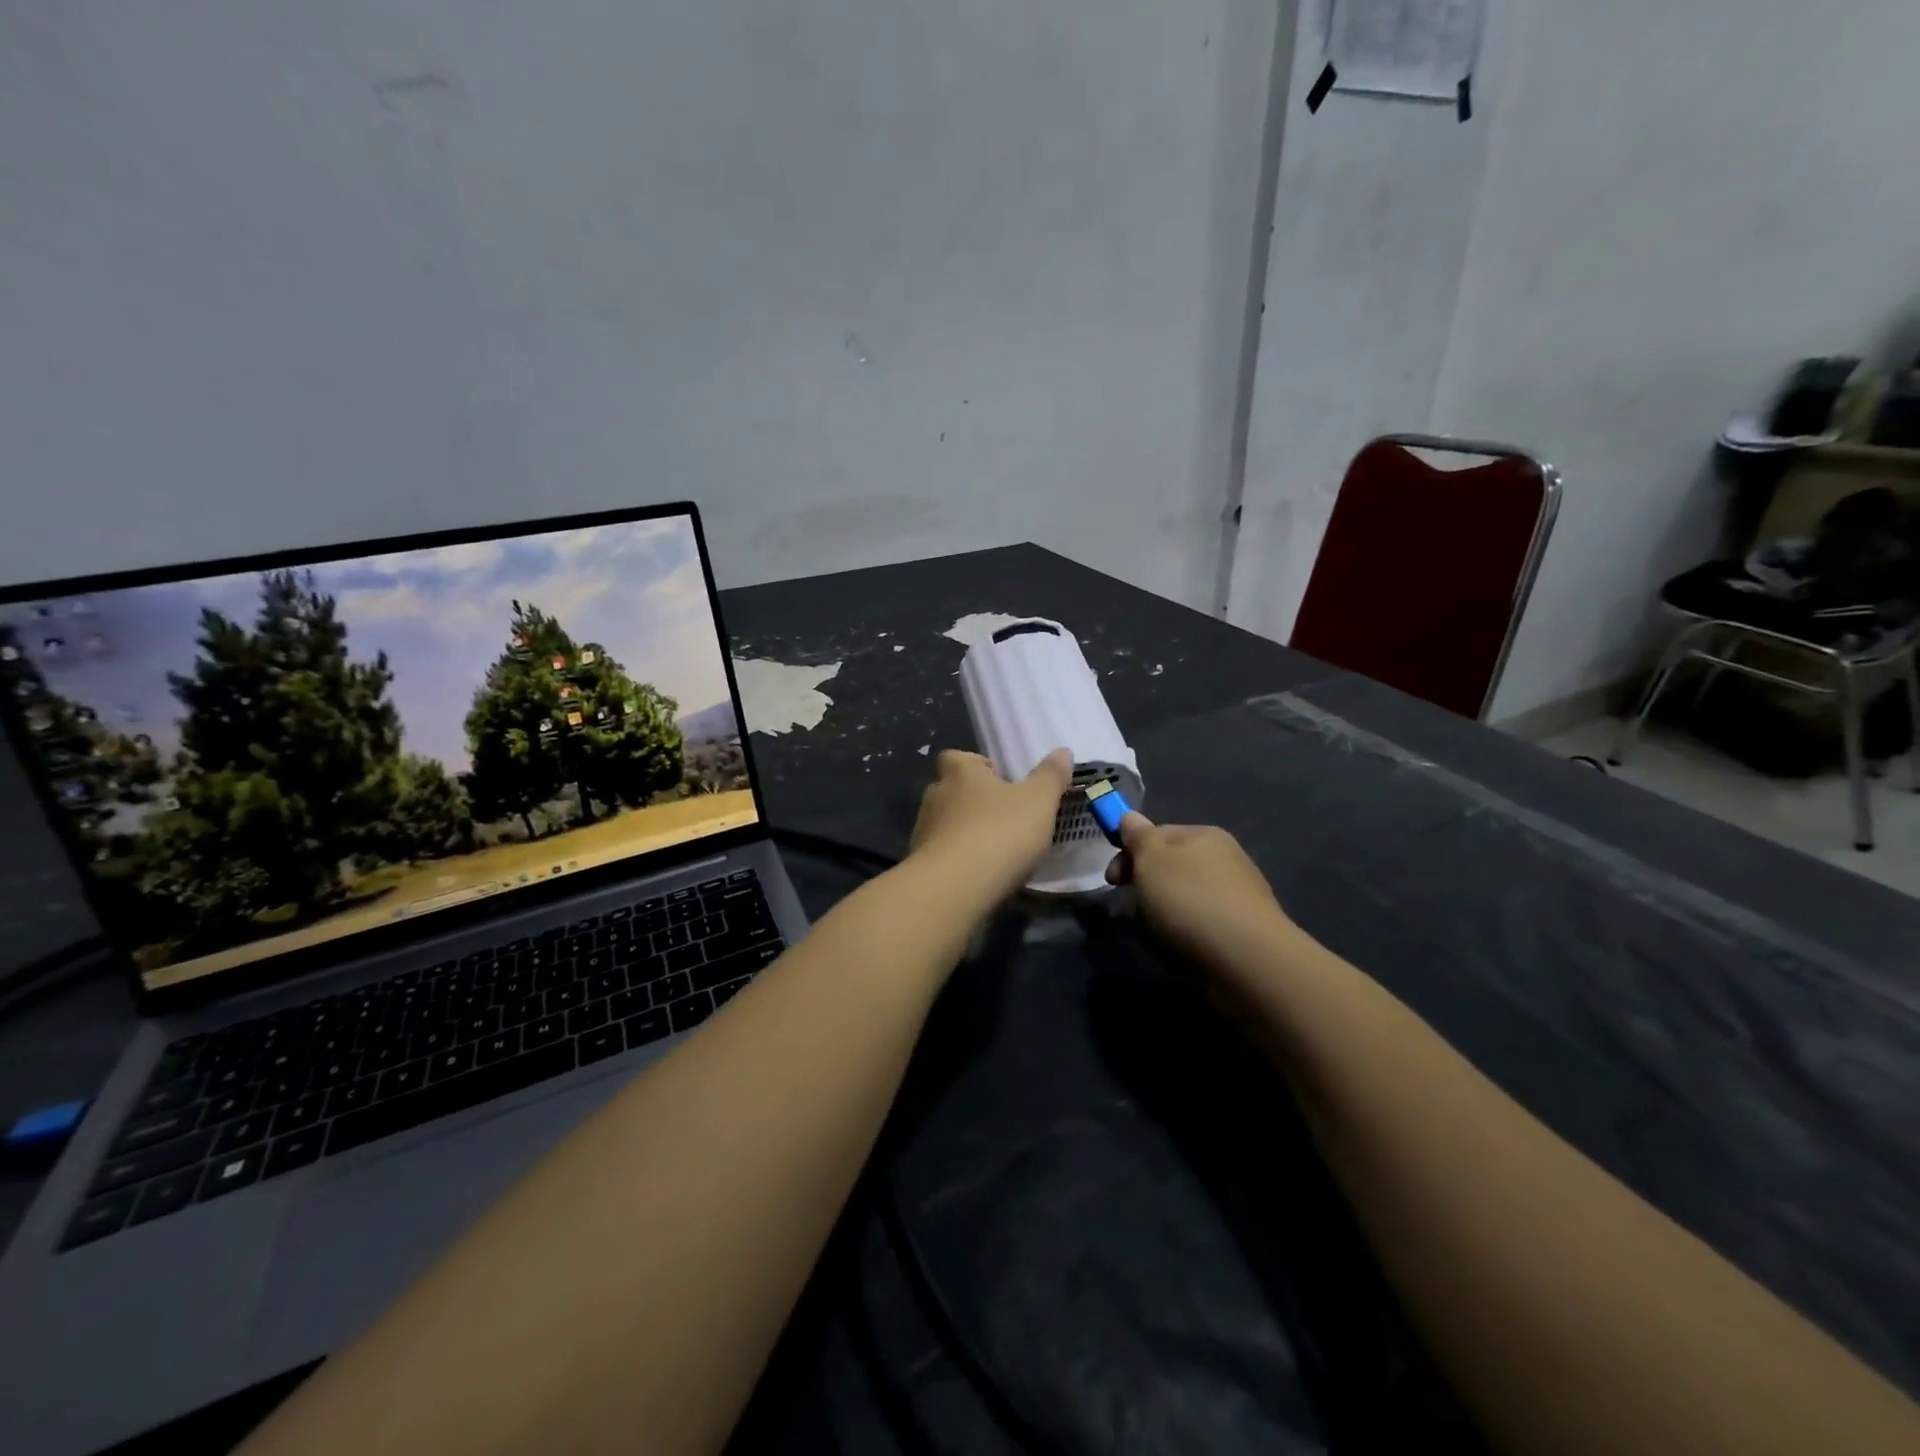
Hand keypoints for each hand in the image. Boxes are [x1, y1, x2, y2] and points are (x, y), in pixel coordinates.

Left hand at [910, 748, 1072, 901]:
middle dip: (970, 800)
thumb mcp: (1038, 802)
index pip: (955, 757)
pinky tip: (978, 875)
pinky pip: (940, 855)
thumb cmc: (999, 832)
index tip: (996, 778)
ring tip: (992, 849)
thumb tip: (1063, 751)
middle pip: (949, 790)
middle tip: (1000, 815)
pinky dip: (956, 860)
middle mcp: (935, 796)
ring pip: (943, 824)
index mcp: (960, 773)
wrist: (955, 887)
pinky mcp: (920, 865)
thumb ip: (1050, 776)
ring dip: (962, 832)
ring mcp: (922, 831)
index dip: (974, 764)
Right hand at [1105, 812, 1292, 964]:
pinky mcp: (1245, 932)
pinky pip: (1203, 927)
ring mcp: (1239, 896)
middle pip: (1172, 868)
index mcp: (1204, 836)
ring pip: (1185, 899)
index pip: (1157, 834)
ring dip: (1165, 915)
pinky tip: (1183, 952)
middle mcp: (1226, 859)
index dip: (1129, 853)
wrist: (1248, 961)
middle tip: (1134, 909)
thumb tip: (1130, 817)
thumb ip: (1138, 837)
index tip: (1112, 880)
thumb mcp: (1151, 860)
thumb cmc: (1190, 901)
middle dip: (1147, 887)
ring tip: (1158, 936)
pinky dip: (1187, 936)